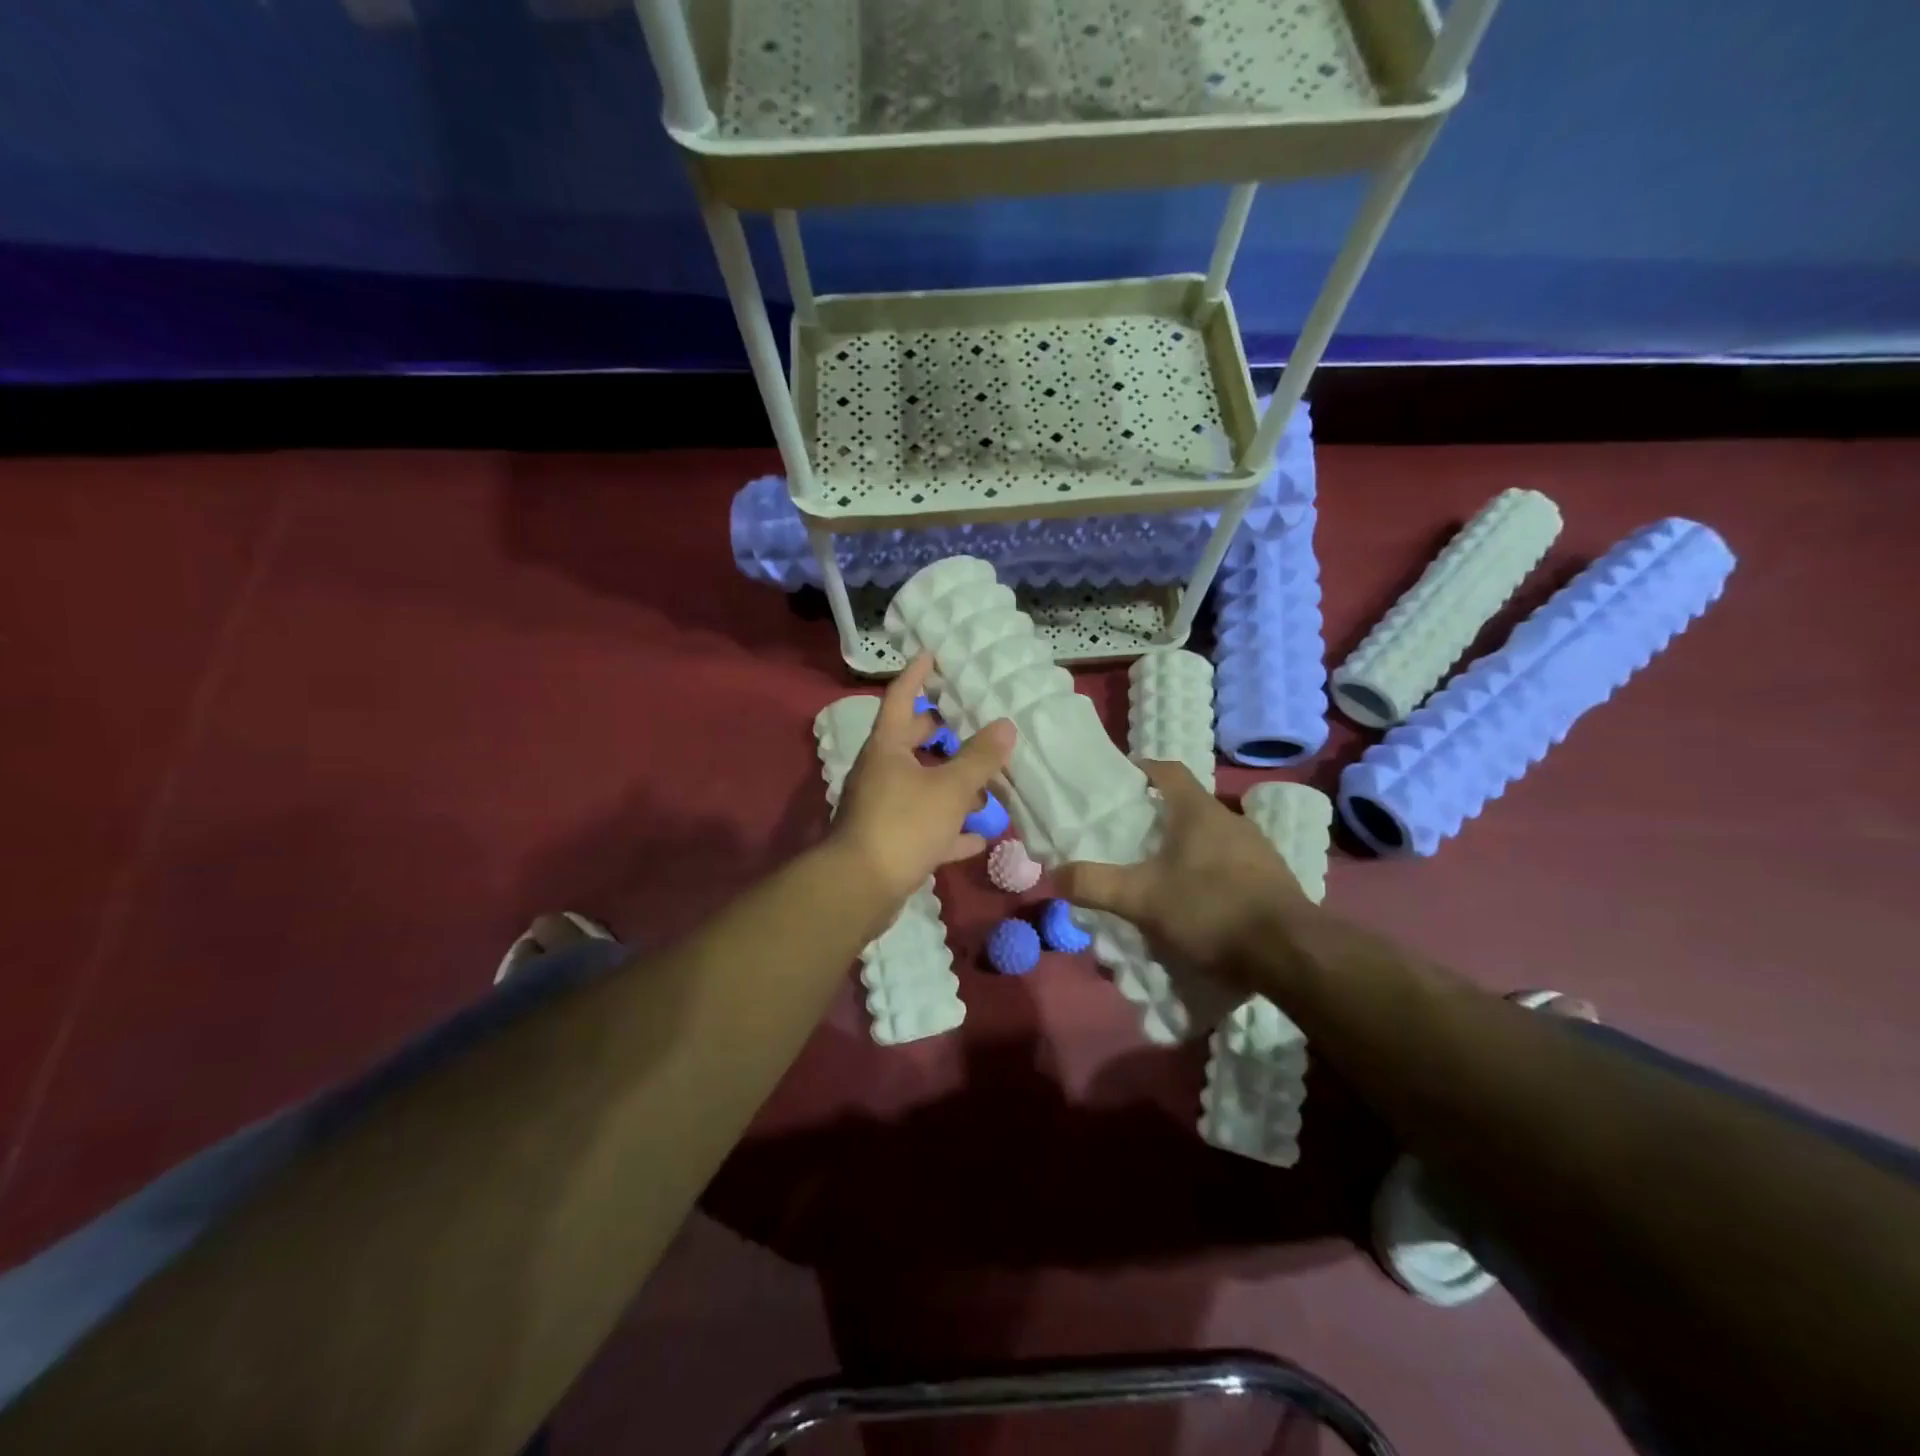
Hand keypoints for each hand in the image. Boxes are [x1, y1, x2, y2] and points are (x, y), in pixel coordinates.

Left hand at [831, 653, 1016, 908]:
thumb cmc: (903, 825)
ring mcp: (882, 808)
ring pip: (922, 786)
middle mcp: (880, 772)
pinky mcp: (889, 842)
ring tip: (989, 786)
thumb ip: (980, 758)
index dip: (917, 674)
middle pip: (912, 742)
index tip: (933, 654)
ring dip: (953, 785)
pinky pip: (925, 826)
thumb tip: (1007, 726)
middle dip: (942, 733)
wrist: (860, 889)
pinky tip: (979, 838)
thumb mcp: (949, 789)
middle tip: (974, 723)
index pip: (901, 697)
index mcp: (887, 747)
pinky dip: (950, 828)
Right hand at [1056, 760, 1313, 984]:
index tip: (1118, 782)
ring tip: (1158, 875)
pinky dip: (1208, 874)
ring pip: (1210, 837)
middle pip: (1186, 806)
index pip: (1167, 770)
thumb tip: (1053, 874)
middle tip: (1128, 839)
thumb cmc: (1211, 909)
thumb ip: (1095, 884)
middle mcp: (1230, 820)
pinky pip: (1230, 865)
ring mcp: (1258, 850)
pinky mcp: (1273, 880)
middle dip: (1157, 818)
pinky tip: (1196, 905)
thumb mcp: (1142, 899)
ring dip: (1184, 849)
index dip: (1141, 769)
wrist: (1291, 953)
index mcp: (1198, 811)